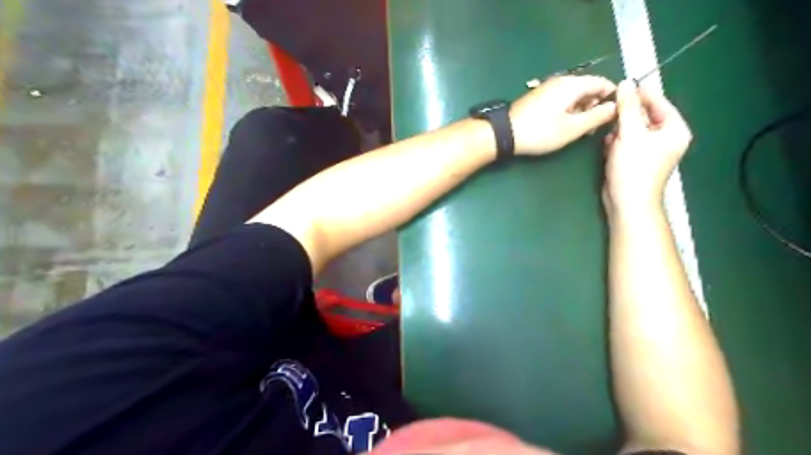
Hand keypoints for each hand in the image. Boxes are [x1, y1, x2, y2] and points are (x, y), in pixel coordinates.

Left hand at [510, 73, 617, 151]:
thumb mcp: (573, 128)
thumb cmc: (541, 131)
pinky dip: (568, 110)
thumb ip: (597, 116)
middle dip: (595, 106)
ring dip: (581, 111)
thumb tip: (615, 107)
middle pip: (588, 88)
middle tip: (593, 128)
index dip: (613, 97)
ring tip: (579, 131)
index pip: (603, 82)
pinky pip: (561, 100)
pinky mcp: (538, 97)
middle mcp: (561, 81)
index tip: (614, 115)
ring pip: (574, 95)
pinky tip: (564, 126)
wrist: (505, 133)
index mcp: (572, 84)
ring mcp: (547, 88)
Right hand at [601, 80, 689, 217]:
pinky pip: (625, 143)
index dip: (640, 94)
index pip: (659, 103)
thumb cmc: (634, 167)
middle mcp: (665, 139)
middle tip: (610, 110)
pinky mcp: (634, 161)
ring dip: (618, 130)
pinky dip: (615, 143)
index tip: (621, 86)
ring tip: (608, 132)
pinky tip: (608, 147)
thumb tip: (625, 83)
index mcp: (674, 130)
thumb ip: (628, 107)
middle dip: (626, 115)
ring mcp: (649, 151)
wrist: (627, 202)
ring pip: (631, 130)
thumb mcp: (630, 133)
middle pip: (644, 116)